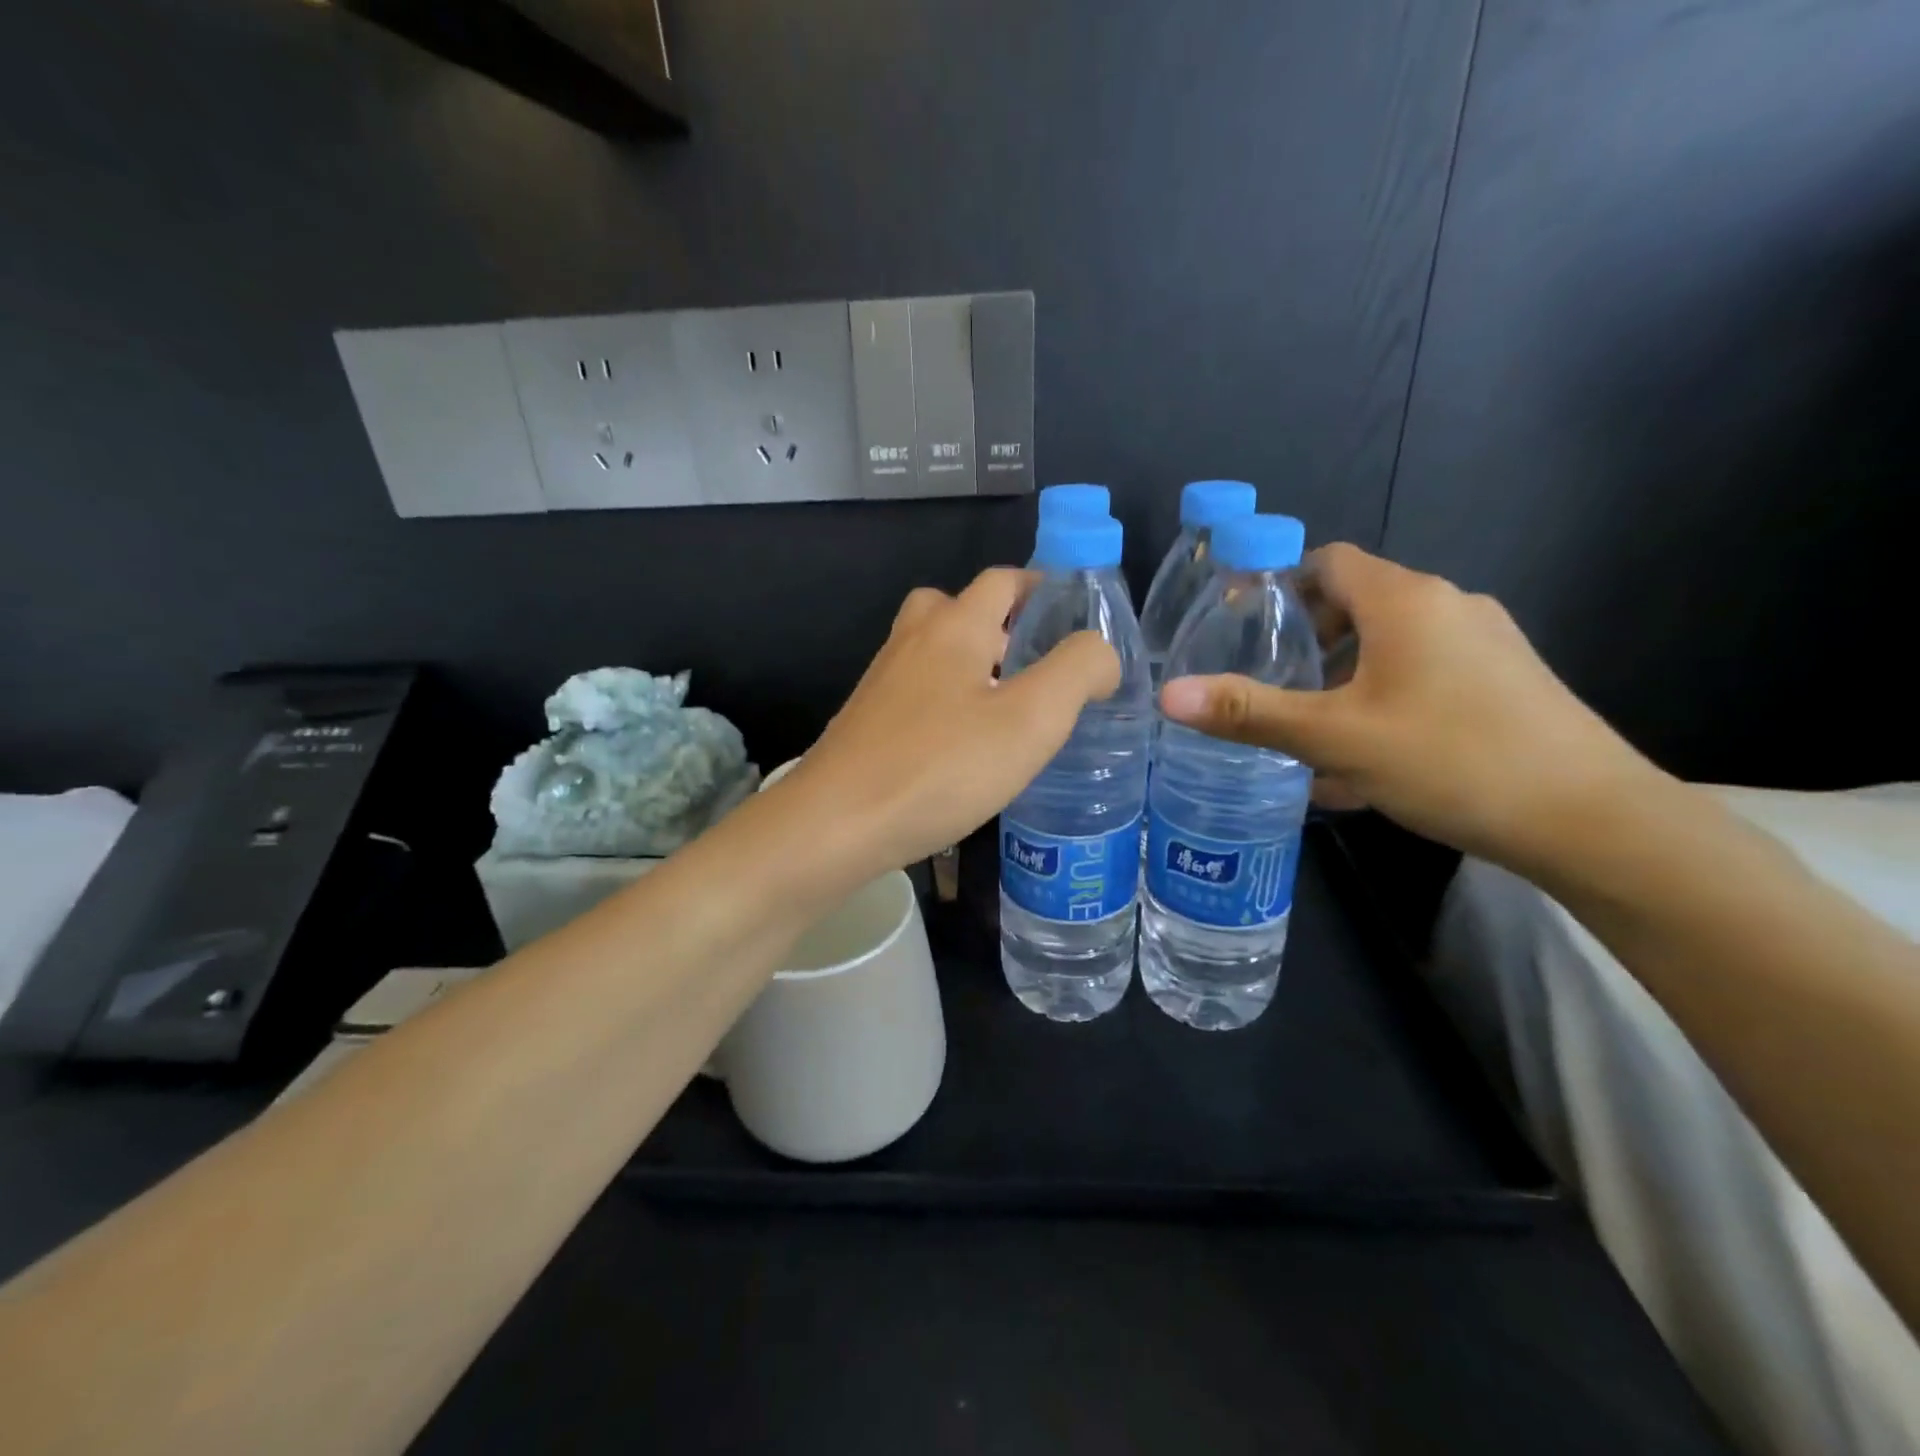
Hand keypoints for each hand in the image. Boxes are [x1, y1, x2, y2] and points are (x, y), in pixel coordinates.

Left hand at [779, 568, 1120, 875]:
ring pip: (935, 652)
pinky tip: (964, 746)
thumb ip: (1077, 672)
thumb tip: (1099, 651)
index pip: (1003, 580)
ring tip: (1009, 710)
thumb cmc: (941, 767)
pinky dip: (947, 700)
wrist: (836, 824)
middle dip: (1003, 626)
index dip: (1042, 589)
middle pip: (960, 608)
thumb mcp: (1031, 720)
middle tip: (1039, 667)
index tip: (1075, 620)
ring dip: (974, 665)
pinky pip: (917, 691)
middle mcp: (913, 641)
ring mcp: (883, 681)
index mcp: (955, 627)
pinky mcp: (868, 721)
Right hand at [1158, 543, 1659, 869]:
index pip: (1328, 561)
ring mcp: (1486, 645)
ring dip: (1344, 678)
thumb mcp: (1334, 738)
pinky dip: (1384, 701)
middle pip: (1357, 603)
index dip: (1280, 587)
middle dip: (1307, 642)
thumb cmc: (1450, 759)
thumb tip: (1168, 694)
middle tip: (1269, 688)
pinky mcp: (1507, 684)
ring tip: (1310, 731)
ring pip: (1391, 646)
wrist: (1592, 821)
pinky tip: (1367, 762)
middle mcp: (1449, 606)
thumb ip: (1250, 713)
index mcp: (1405, 599)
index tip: (1244, 630)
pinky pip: (1425, 677)